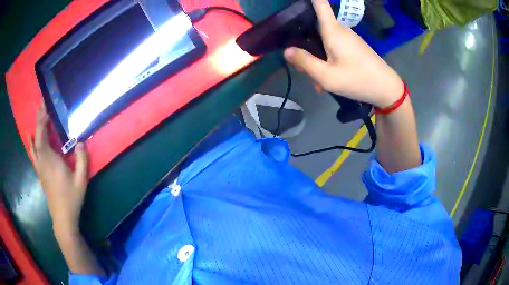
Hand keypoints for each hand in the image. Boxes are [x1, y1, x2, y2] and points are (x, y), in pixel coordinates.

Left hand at [29, 102, 88, 235]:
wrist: (63, 218)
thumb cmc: (72, 199)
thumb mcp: (81, 181)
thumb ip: (82, 160)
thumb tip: (80, 142)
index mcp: (51, 162)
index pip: (42, 138)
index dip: (42, 122)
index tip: (46, 108)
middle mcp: (43, 163)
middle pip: (37, 138)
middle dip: (39, 120)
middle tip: (42, 105)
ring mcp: (40, 169)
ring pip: (33, 146)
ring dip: (35, 130)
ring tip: (36, 117)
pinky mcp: (40, 174)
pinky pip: (33, 154)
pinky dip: (31, 143)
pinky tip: (30, 139)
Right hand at [283, 0, 403, 107]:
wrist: (386, 88)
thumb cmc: (357, 80)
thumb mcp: (327, 76)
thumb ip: (305, 62)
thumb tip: (286, 50)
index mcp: (332, 30)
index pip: (319, 3)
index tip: (297, 2)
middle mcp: (339, 29)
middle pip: (314, 27)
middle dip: (303, 43)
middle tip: (300, 66)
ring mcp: (347, 37)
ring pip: (323, 40)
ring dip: (316, 57)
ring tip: (316, 80)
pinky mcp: (353, 46)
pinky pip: (333, 47)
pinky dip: (327, 60)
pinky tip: (327, 79)